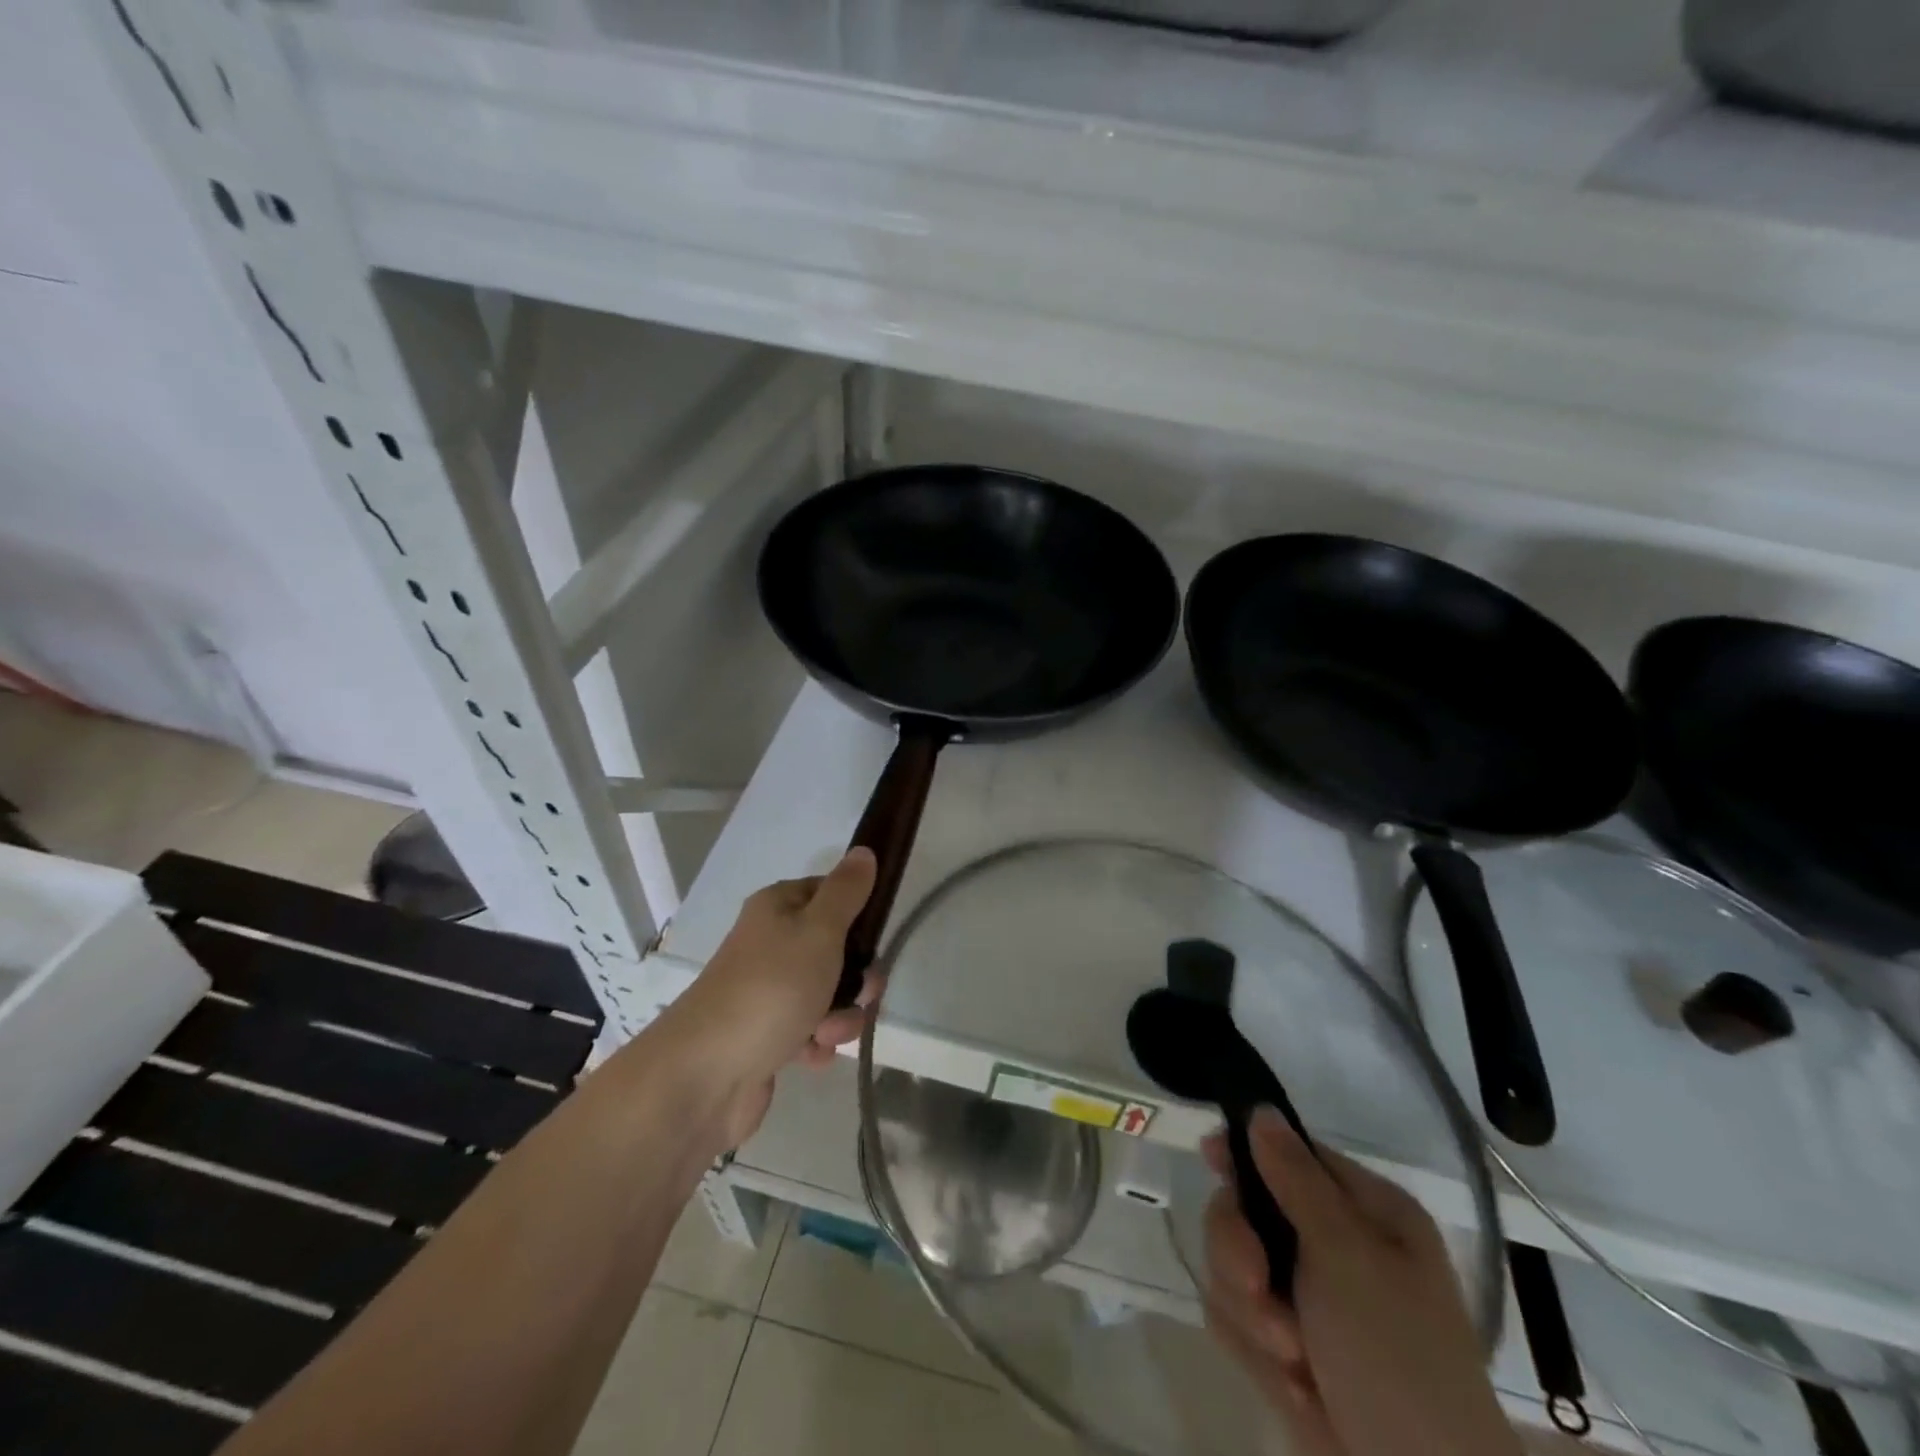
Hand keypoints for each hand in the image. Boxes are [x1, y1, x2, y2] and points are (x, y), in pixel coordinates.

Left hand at [665, 849, 877, 1143]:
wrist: (706, 1074)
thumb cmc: (771, 988)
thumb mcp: (819, 930)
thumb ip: (847, 892)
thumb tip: (864, 851)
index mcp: (778, 908)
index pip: (830, 893)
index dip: (858, 914)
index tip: (875, 937)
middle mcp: (771, 943)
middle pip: (835, 948)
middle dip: (857, 976)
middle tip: (861, 993)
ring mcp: (768, 991)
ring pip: (828, 993)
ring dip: (841, 1015)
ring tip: (827, 1032)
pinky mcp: (767, 1035)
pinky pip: (810, 1030)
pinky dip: (817, 1042)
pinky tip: (811, 1054)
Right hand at [1202, 1109, 1521, 1455]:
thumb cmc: (1397, 1359)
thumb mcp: (1347, 1258)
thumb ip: (1295, 1180)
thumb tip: (1262, 1109)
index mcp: (1365, 1213)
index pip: (1289, 1154)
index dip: (1246, 1153)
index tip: (1210, 1157)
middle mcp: (1334, 1246)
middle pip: (1245, 1210)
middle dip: (1239, 1251)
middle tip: (1256, 1286)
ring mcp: (1307, 1300)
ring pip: (1231, 1266)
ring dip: (1251, 1314)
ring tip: (1292, 1358)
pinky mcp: (1285, 1348)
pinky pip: (1234, 1319)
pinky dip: (1254, 1353)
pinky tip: (1294, 1388)